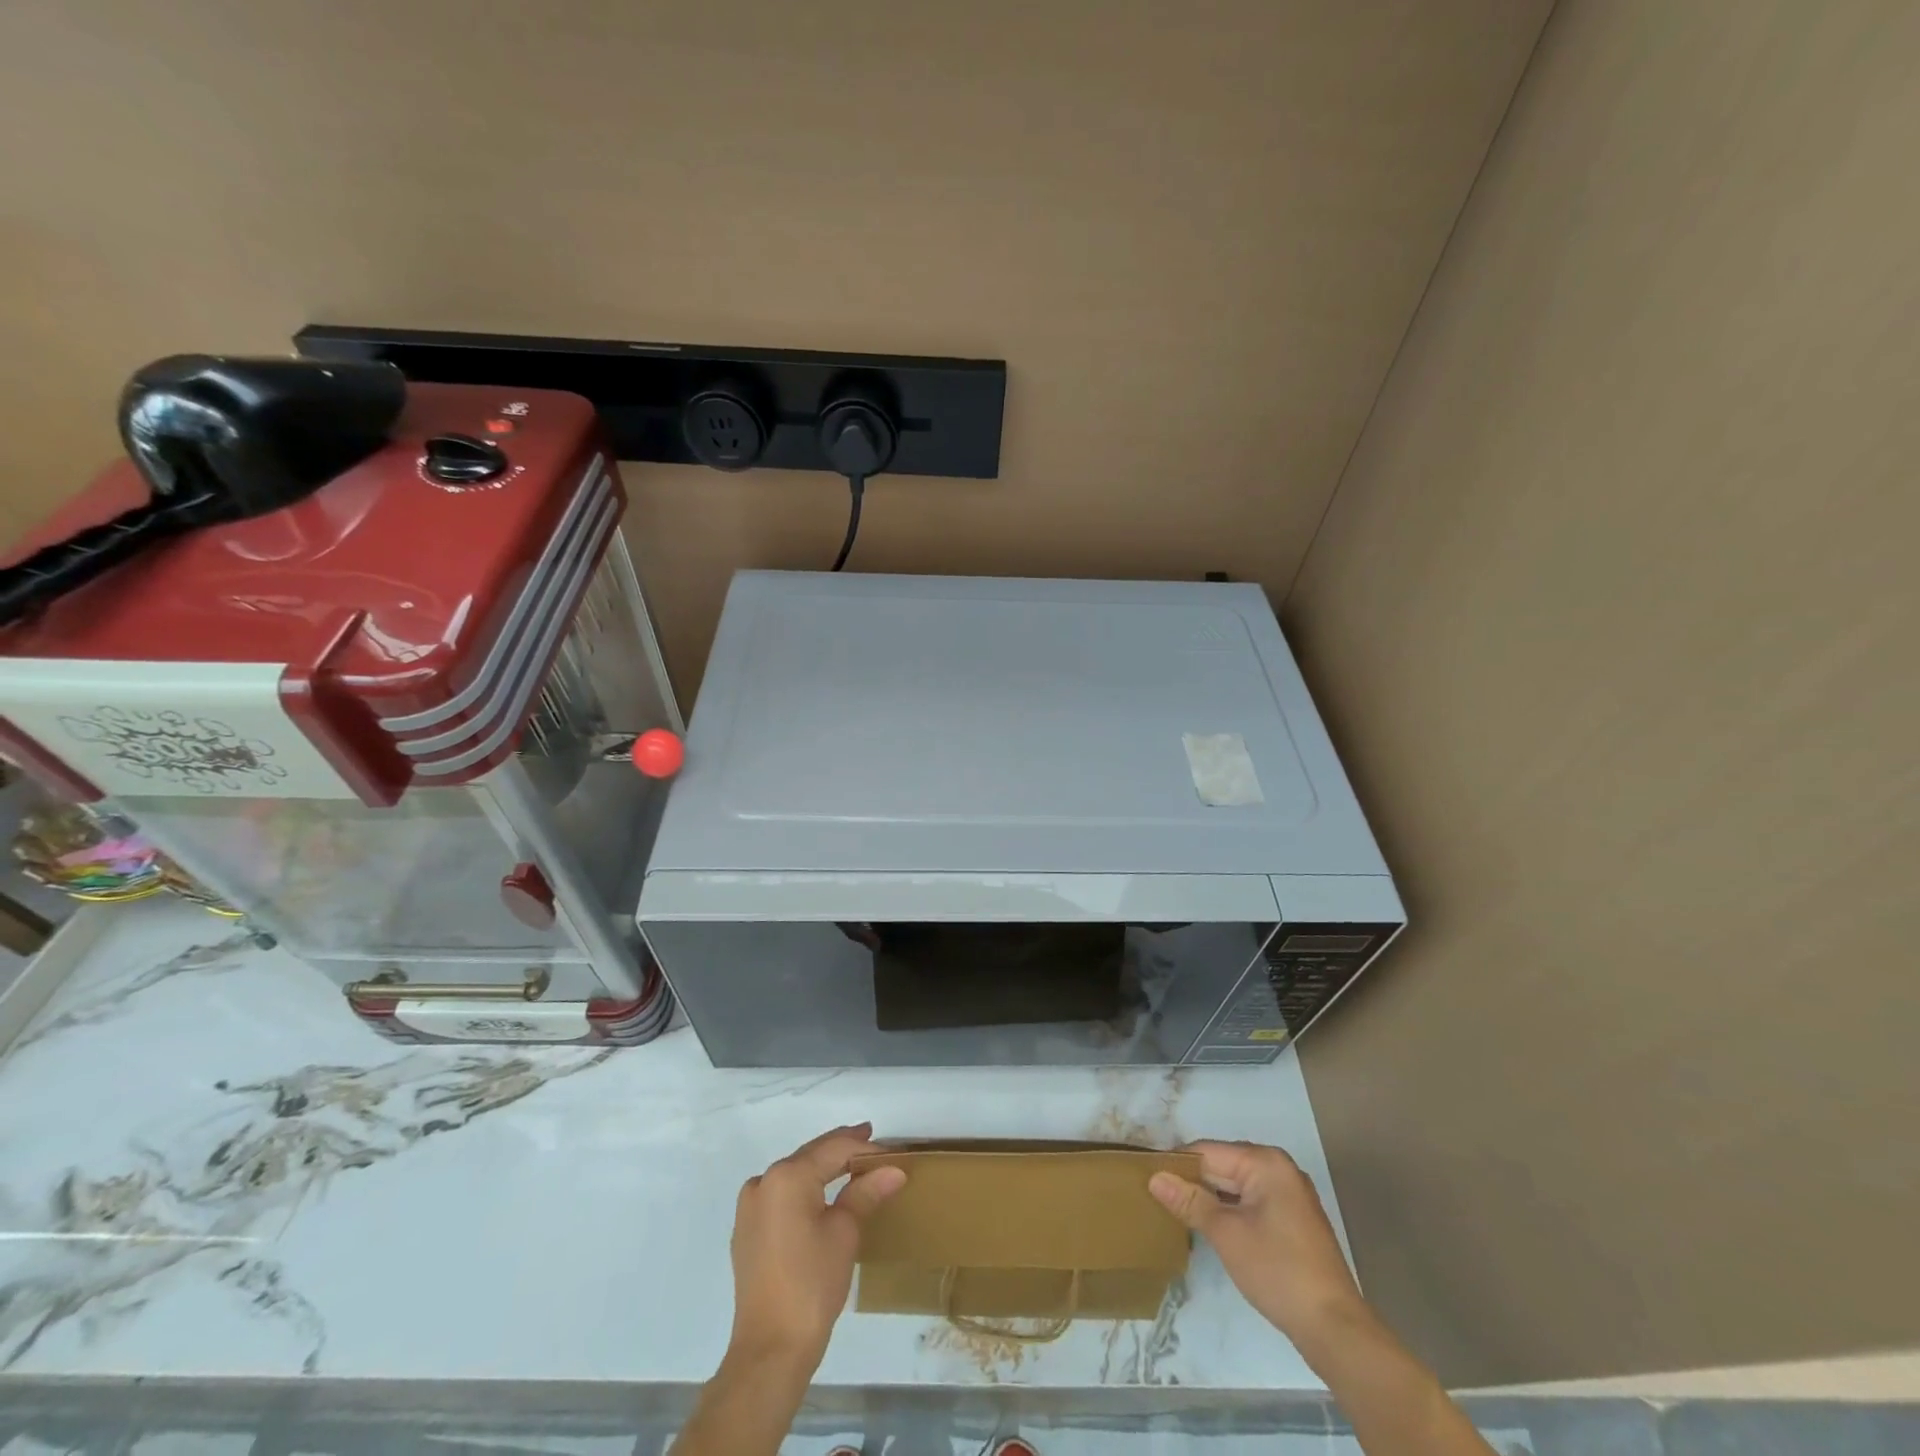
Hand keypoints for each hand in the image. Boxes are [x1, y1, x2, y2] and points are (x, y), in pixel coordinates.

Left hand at [726, 1123, 907, 1373]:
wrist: (770, 1350)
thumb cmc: (812, 1284)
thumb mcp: (845, 1233)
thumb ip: (866, 1192)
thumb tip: (894, 1170)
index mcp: (787, 1176)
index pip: (834, 1148)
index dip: (865, 1148)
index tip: (892, 1152)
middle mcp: (763, 1181)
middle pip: (812, 1156)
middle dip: (844, 1151)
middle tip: (875, 1148)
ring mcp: (750, 1206)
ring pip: (795, 1174)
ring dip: (823, 1170)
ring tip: (854, 1167)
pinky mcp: (747, 1230)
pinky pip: (781, 1196)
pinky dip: (805, 1190)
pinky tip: (823, 1196)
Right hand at [1149, 1140, 1367, 1352]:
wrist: (1334, 1327)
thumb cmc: (1277, 1270)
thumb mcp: (1226, 1234)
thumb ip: (1189, 1201)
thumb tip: (1154, 1178)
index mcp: (1265, 1162)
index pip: (1207, 1151)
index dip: (1176, 1164)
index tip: (1147, 1177)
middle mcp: (1279, 1169)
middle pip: (1223, 1165)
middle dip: (1193, 1181)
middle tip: (1157, 1196)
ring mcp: (1289, 1195)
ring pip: (1236, 1185)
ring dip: (1210, 1197)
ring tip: (1176, 1210)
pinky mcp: (1292, 1220)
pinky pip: (1251, 1202)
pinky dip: (1229, 1210)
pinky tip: (1208, 1225)